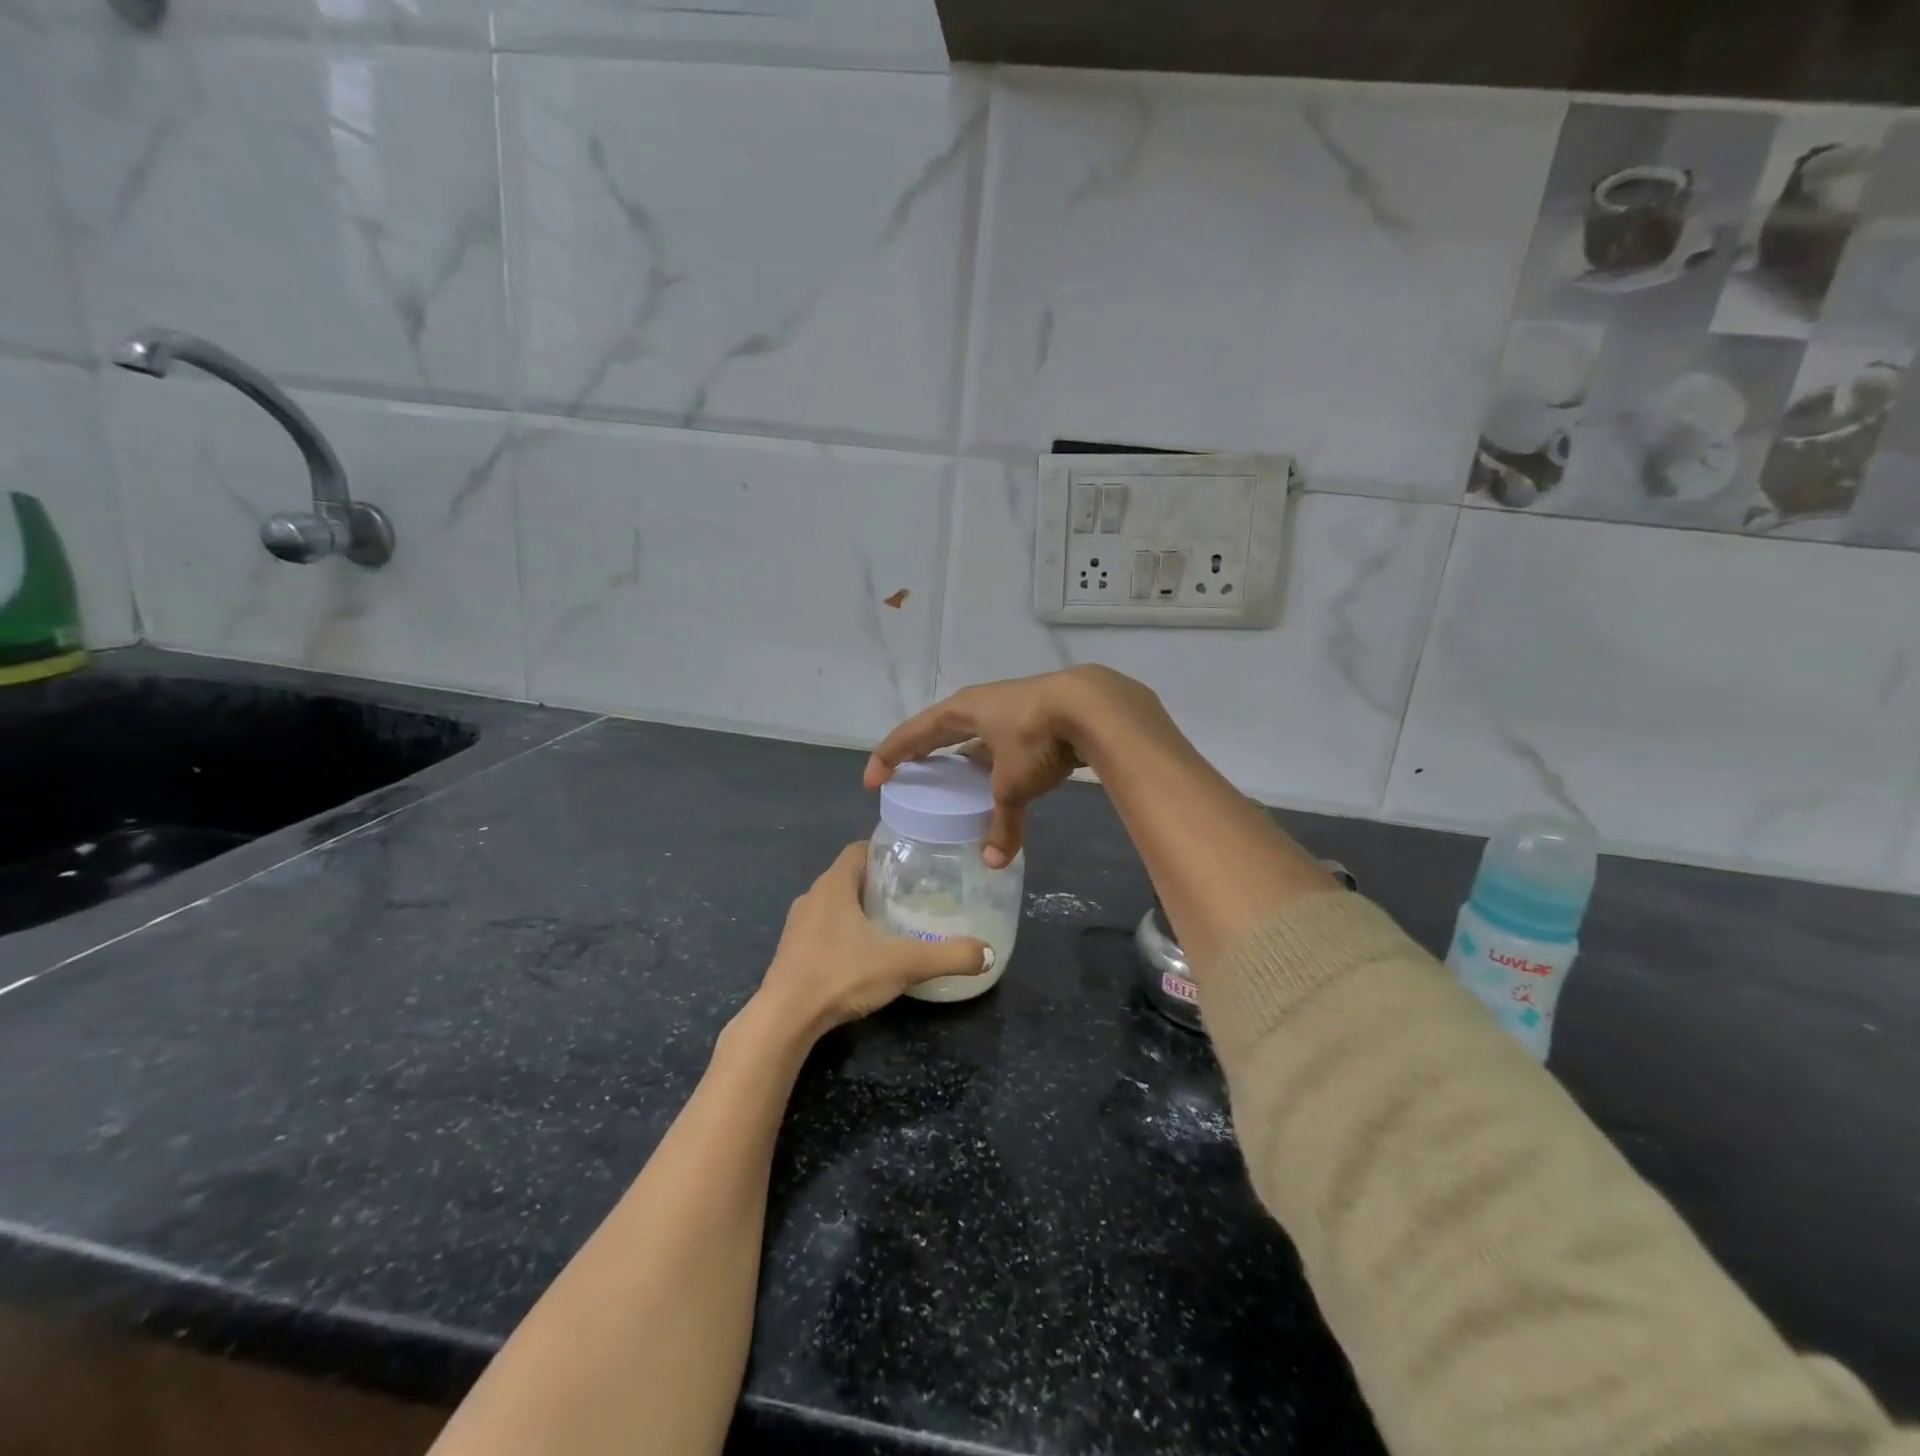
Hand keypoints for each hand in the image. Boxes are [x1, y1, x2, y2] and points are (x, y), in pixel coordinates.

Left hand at [753, 843, 992, 1038]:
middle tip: (912, 892)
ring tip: (892, 921)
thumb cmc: (841, 975)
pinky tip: (863, 952)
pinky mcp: (791, 951)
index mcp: (833, 884)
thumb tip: (987, 953)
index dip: (885, 850)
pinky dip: (844, 930)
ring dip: (859, 907)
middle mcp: (812, 896)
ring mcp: (798, 925)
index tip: (912, 860)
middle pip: (848, 875)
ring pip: (834, 903)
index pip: (859, 849)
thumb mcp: (903, 964)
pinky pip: (822, 927)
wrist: (784, 1020)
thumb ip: (948, 956)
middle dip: (878, 880)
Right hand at [866, 666, 1161, 867]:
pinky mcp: (1037, 717)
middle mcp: (981, 705)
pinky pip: (1001, 741)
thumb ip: (1002, 823)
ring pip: (974, 734)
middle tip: (907, 775)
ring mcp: (1010, 708)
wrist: (1094, 707)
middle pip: (940, 729)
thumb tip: (994, 862)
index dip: (890, 756)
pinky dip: (994, 760)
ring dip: (962, 756)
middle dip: (922, 752)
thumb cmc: (1036, 737)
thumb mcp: (1014, 785)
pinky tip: (1000, 777)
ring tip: (953, 782)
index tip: (873, 781)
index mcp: (962, 711)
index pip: (913, 733)